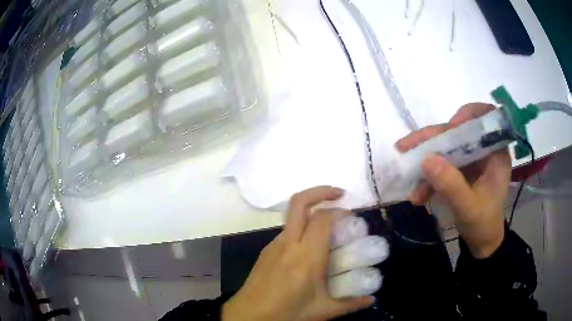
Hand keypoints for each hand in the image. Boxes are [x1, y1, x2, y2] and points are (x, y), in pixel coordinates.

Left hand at [222, 186, 374, 320]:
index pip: (323, 219)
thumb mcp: (323, 311)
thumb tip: (371, 300)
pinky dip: (301, 228)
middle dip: (321, 191)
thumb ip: (351, 304)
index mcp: (306, 257)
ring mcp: (273, 246)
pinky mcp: (265, 251)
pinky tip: (309, 248)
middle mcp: (288, 244)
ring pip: (292, 216)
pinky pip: (286, 231)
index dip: (339, 211)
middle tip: (339, 195)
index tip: (353, 215)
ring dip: (310, 211)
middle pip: (299, 202)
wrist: (247, 317)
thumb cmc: (286, 314)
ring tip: (328, 224)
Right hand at [395, 103, 510, 257]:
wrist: (481, 242)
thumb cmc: (483, 225)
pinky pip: (441, 163)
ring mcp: (471, 158)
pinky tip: (418, 194)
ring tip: (409, 182)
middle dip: (432, 140)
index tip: (451, 127)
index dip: (469, 115)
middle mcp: (484, 150)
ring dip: (425, 162)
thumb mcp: (468, 208)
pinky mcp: (460, 168)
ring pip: (445, 147)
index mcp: (496, 153)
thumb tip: (425, 160)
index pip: (486, 117)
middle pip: (458, 131)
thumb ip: (451, 185)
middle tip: (406, 147)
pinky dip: (428, 177)